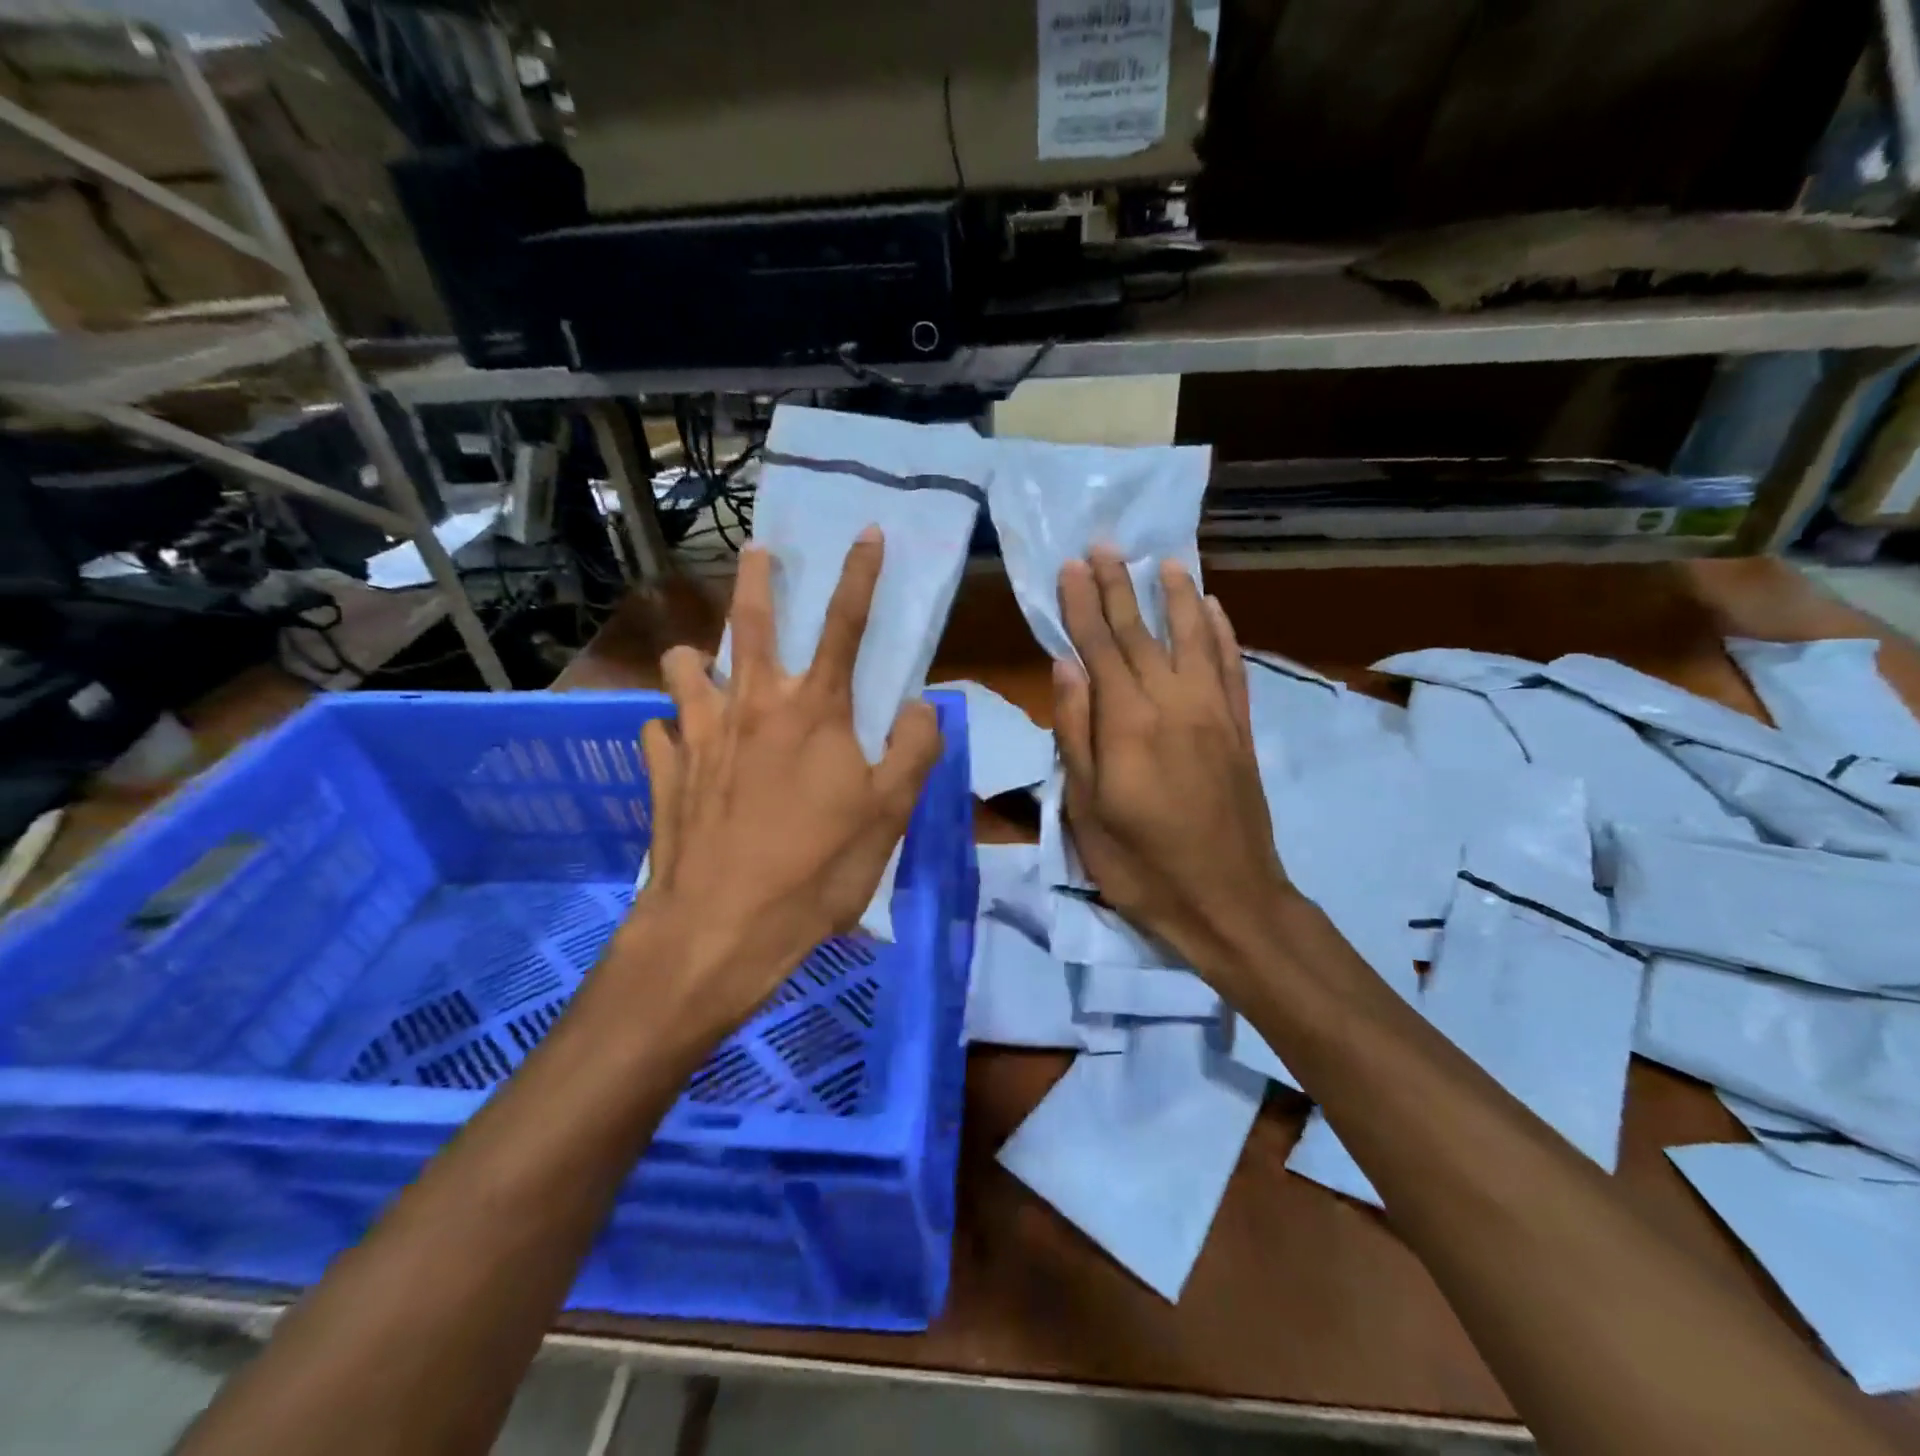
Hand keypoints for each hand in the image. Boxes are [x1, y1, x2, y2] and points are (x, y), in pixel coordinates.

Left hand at [604, 528, 943, 1040]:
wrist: (721, 929)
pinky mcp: (663, 771)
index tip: (867, 532)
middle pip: (752, 621)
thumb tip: (923, 705)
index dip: (862, 575)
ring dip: (698, 659)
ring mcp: (699, 735)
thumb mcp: (890, 815)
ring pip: (685, 667)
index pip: (846, 624)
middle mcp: (752, 705)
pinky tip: (680, 750)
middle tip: (756, 550)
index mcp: (814, 710)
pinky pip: (659, 733)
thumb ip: (916, 750)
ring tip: (708, 669)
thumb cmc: (817, 869)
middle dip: (756, 578)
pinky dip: (671, 732)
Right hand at [1052, 549, 1293, 982]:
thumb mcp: (1088, 809)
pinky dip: (1223, 634)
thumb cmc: (1142, 864)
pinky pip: (1232, 669)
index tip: (1072, 566)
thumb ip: (1076, 732)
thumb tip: (1065, 666)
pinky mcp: (1240, 731)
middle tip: (1106, 546)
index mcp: (1129, 723)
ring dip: (1178, 597)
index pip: (1101, 648)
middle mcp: (1175, 704)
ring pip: (1195, 639)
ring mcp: (1214, 714)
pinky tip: (1215, 611)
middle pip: (1143, 634)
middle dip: (1120, 587)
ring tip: (1165, 562)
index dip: (1083, 605)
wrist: (1229, 901)